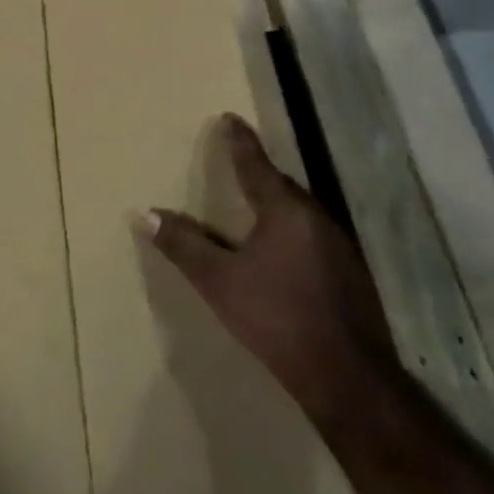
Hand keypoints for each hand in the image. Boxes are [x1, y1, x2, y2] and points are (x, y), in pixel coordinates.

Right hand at [139, 115, 392, 421]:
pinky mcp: (349, 272)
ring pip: (299, 210)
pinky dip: (291, 229)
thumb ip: (183, 245)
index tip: (228, 118)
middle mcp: (316, 217)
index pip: (255, 164)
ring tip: (253, 202)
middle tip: (236, 161)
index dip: (239, 141)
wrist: (345, 374)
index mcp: (284, 211)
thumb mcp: (219, 281)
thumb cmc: (276, 317)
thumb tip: (145, 213)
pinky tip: (281, 249)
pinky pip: (311, 233)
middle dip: (258, 172)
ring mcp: (339, 245)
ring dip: (275, 202)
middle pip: (281, 185)